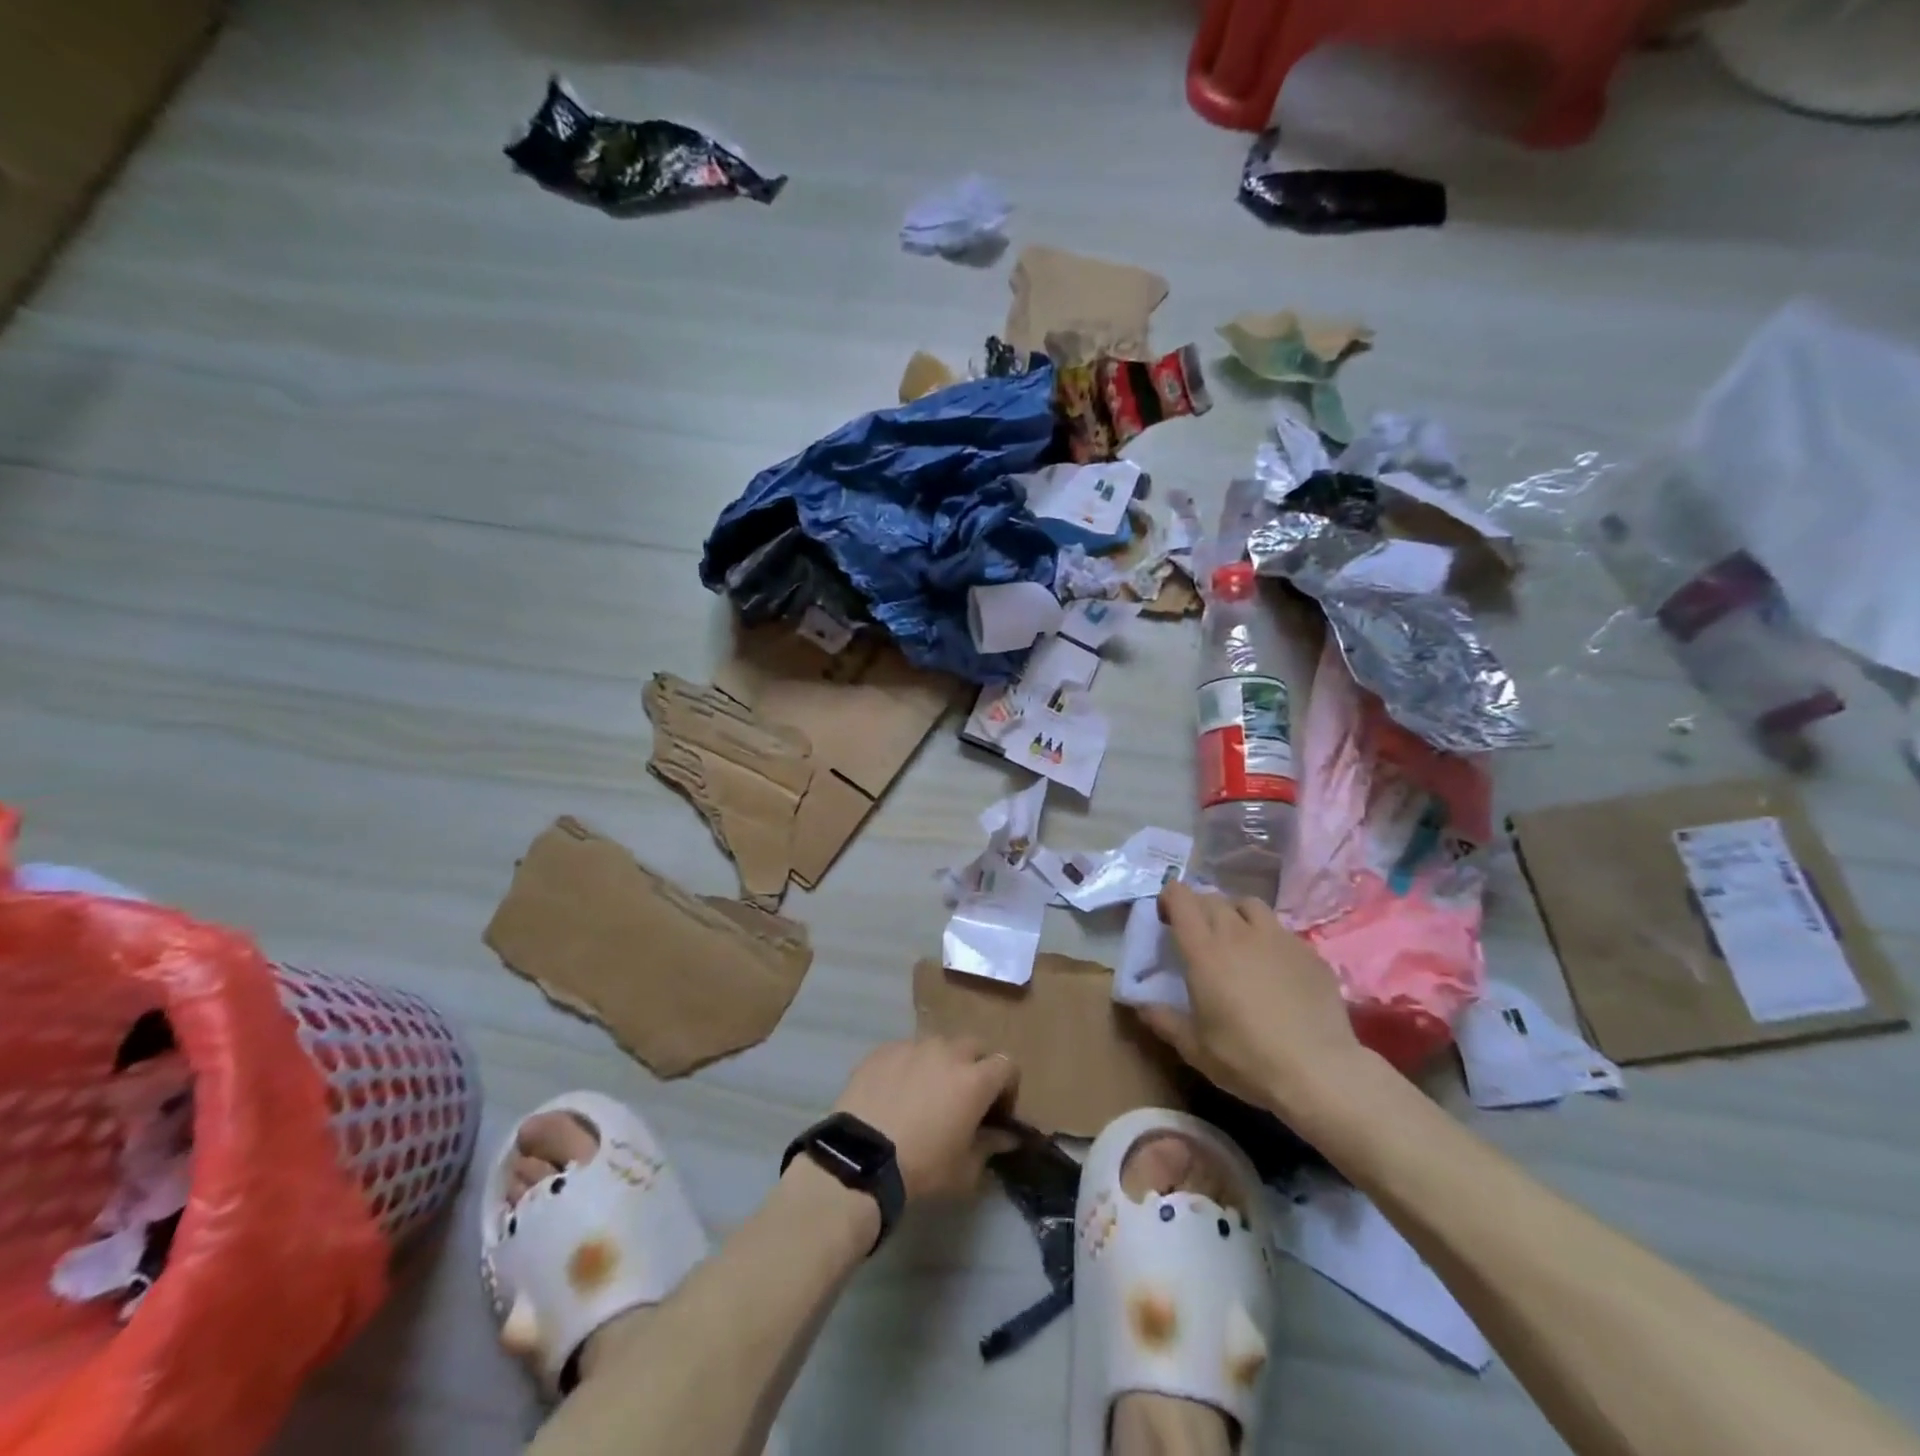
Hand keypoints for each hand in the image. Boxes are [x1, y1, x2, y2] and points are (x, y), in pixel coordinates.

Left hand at [831, 1037, 1020, 1200]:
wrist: (861, 1158)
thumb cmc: (922, 1167)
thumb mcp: (964, 1170)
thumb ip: (990, 1146)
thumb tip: (1007, 1137)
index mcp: (975, 1079)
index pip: (1007, 1065)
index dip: (1007, 1087)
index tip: (996, 1112)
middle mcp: (948, 1052)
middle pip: (974, 1047)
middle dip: (976, 1067)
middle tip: (964, 1098)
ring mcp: (913, 1046)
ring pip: (938, 1045)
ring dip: (941, 1064)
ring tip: (926, 1093)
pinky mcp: (884, 1050)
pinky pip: (906, 1051)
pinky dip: (909, 1066)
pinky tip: (895, 1092)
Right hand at [1140, 881, 1365, 1120]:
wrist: (1319, 1071)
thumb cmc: (1246, 1058)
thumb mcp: (1194, 1047)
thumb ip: (1163, 1020)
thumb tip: (1140, 1005)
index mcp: (1204, 950)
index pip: (1181, 898)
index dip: (1169, 898)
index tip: (1166, 917)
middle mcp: (1238, 932)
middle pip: (1212, 898)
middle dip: (1198, 907)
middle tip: (1197, 933)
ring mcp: (1277, 938)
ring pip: (1249, 905)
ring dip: (1235, 913)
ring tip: (1236, 938)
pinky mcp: (1309, 952)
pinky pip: (1281, 930)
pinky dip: (1268, 937)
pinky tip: (1273, 965)